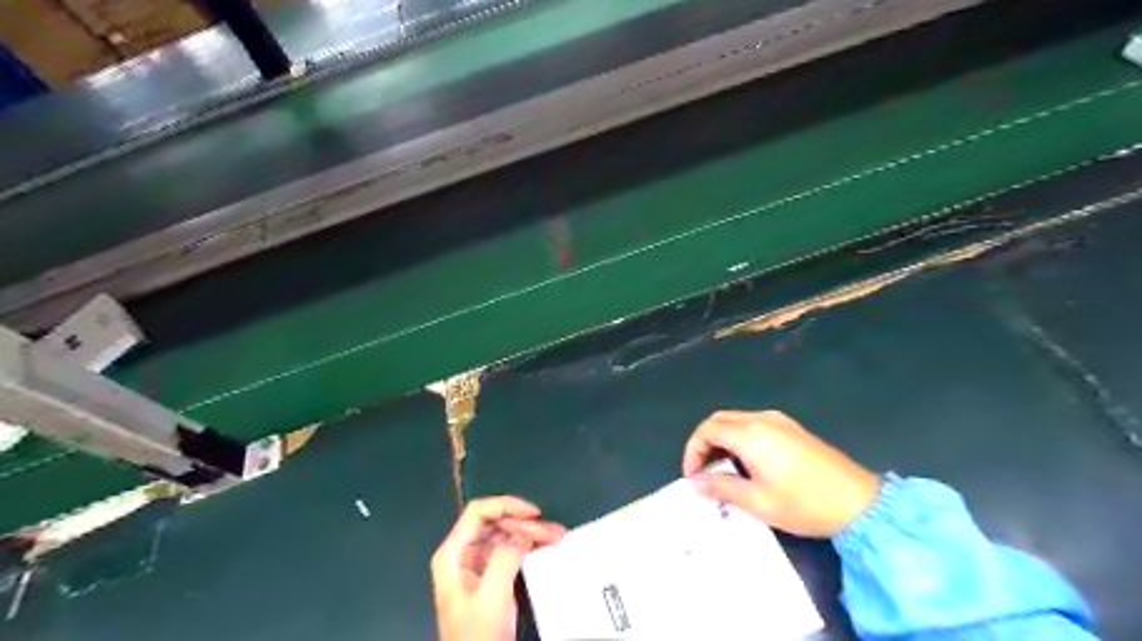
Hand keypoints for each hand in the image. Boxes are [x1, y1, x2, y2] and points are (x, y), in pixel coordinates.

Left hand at [431, 496, 563, 640]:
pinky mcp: (489, 577)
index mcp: (453, 554)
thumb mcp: (491, 595)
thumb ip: (505, 558)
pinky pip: (509, 550)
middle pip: (495, 523)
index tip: (534, 514)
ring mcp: (475, 565)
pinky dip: (528, 546)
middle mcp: (462, 554)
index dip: (506, 506)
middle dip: (524, 523)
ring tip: (556, 536)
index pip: (478, 513)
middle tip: (553, 532)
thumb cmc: (476, 634)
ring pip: (505, 535)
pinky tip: (544, 547)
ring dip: (530, 533)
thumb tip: (523, 534)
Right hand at [681, 407, 875, 537]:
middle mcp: (762, 419)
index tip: (693, 477)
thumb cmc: (804, 504)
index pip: (707, 431)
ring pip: (736, 420)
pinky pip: (753, 424)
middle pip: (719, 420)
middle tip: (702, 472)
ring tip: (721, 470)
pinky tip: (746, 463)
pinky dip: (739, 438)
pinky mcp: (792, 428)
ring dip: (721, 440)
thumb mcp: (758, 502)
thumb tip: (696, 483)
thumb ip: (722, 488)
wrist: (859, 502)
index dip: (693, 451)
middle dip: (704, 443)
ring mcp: (779, 421)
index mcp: (750, 434)